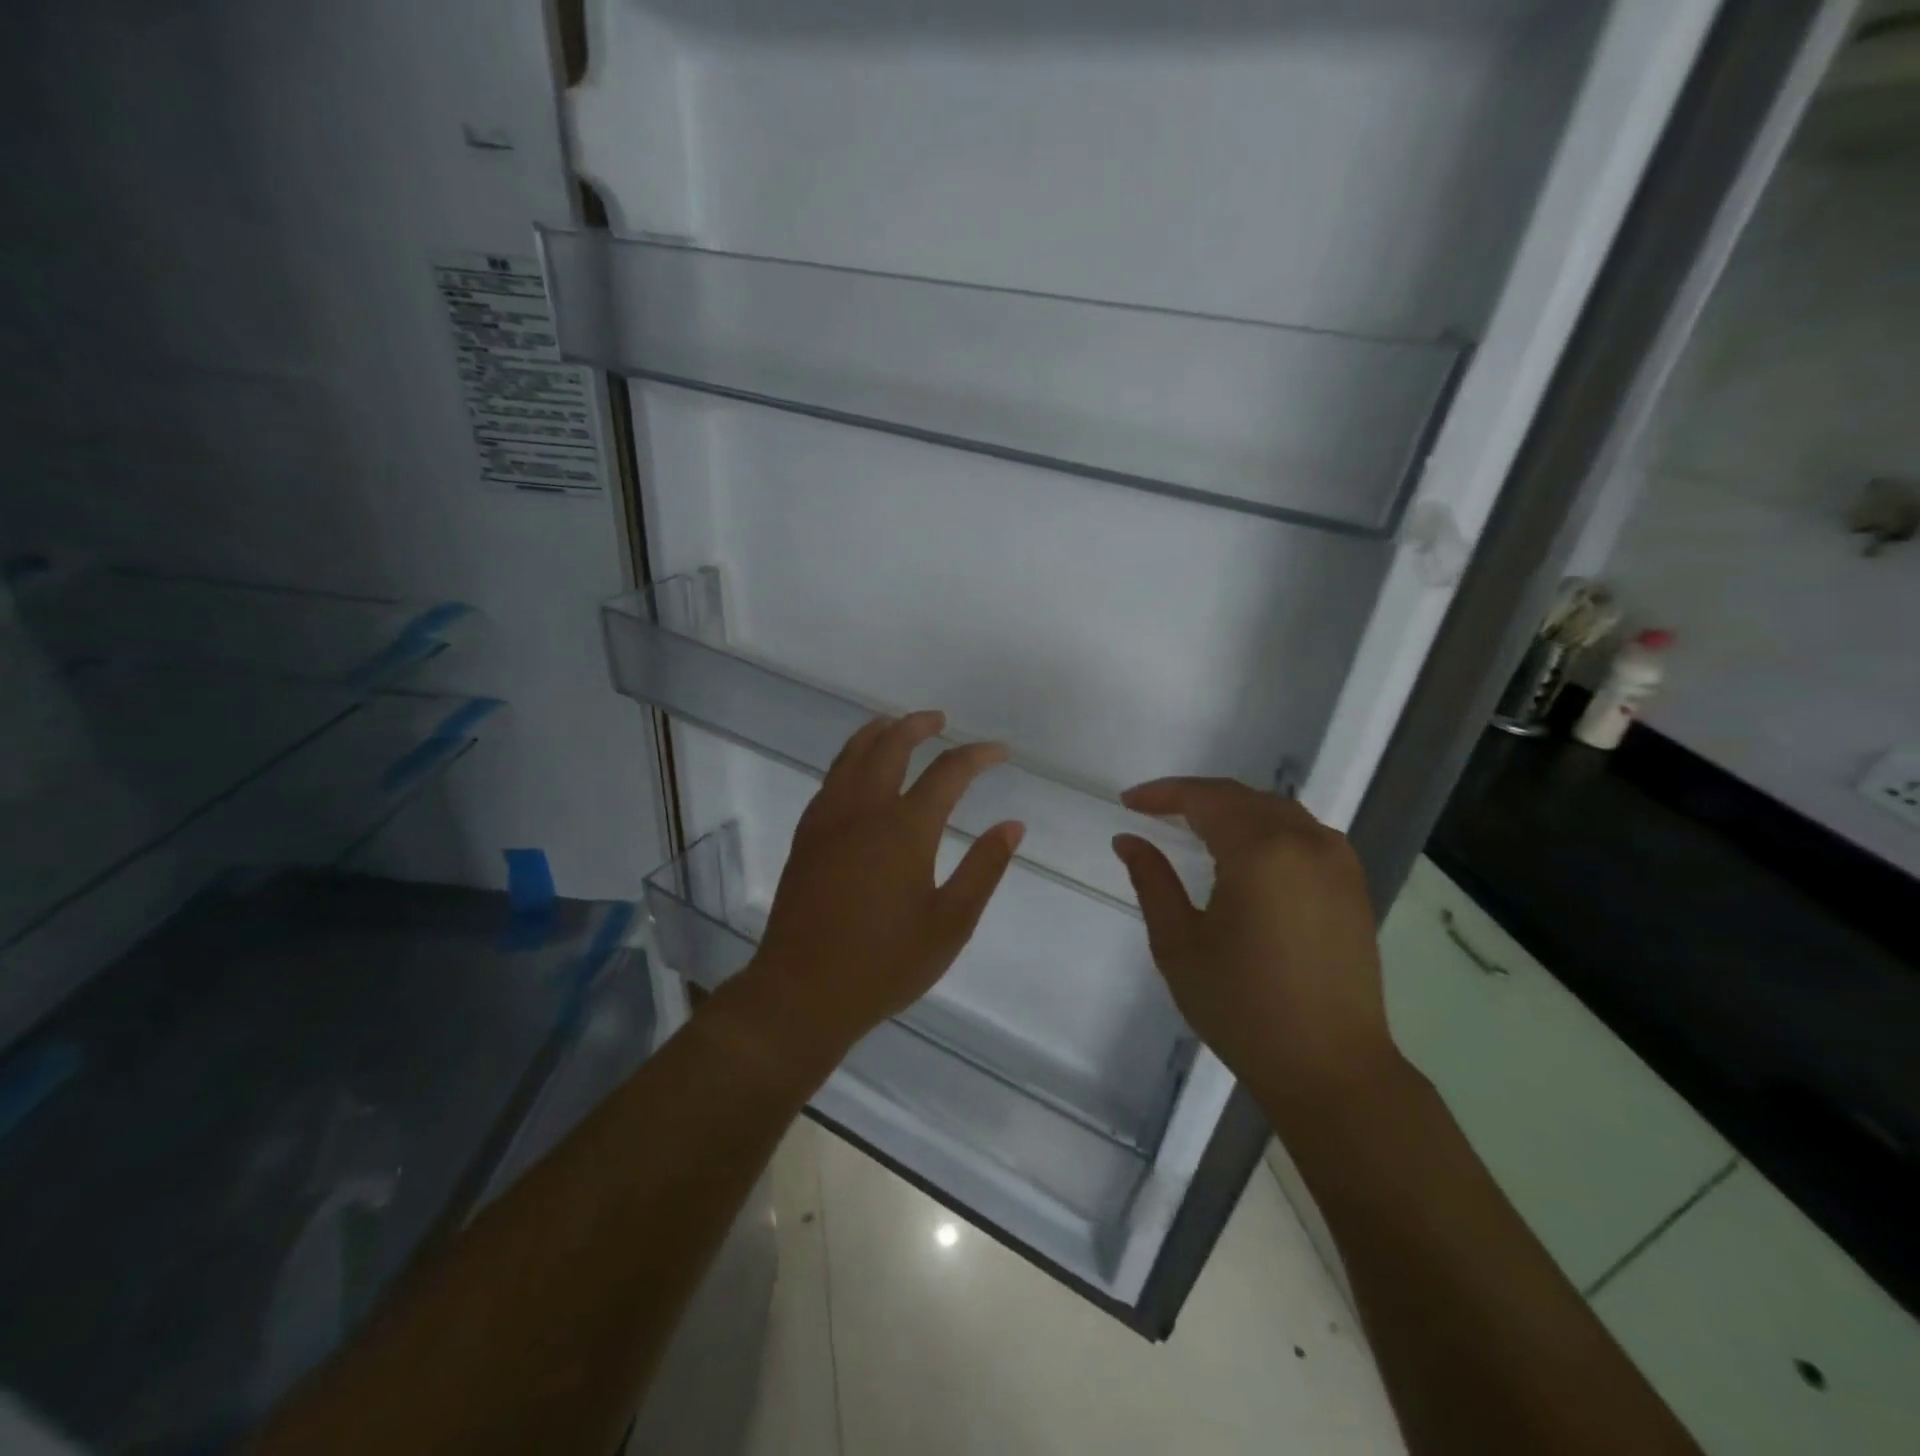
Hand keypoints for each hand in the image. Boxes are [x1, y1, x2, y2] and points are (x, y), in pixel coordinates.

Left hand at [732, 711, 1023, 1070]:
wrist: (803, 992)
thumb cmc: (885, 964)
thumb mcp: (950, 924)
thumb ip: (983, 869)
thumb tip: (1012, 825)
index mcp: (905, 828)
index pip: (948, 771)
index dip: (977, 755)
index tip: (999, 752)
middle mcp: (864, 810)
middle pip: (891, 745)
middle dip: (919, 725)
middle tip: (940, 720)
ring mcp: (828, 819)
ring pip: (852, 754)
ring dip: (878, 732)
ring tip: (896, 724)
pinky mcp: (806, 835)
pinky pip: (831, 778)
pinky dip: (851, 758)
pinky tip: (858, 769)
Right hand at [1111, 778, 1399, 1123]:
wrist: (1330, 1068)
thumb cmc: (1243, 1007)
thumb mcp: (1179, 944)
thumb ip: (1152, 881)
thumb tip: (1128, 840)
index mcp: (1261, 851)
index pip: (1206, 799)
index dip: (1163, 794)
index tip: (1129, 803)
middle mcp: (1306, 842)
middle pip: (1242, 798)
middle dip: (1195, 798)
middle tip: (1155, 813)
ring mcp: (1338, 862)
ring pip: (1276, 811)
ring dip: (1233, 810)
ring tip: (1195, 828)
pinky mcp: (1353, 885)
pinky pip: (1303, 833)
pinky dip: (1266, 828)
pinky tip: (1246, 852)